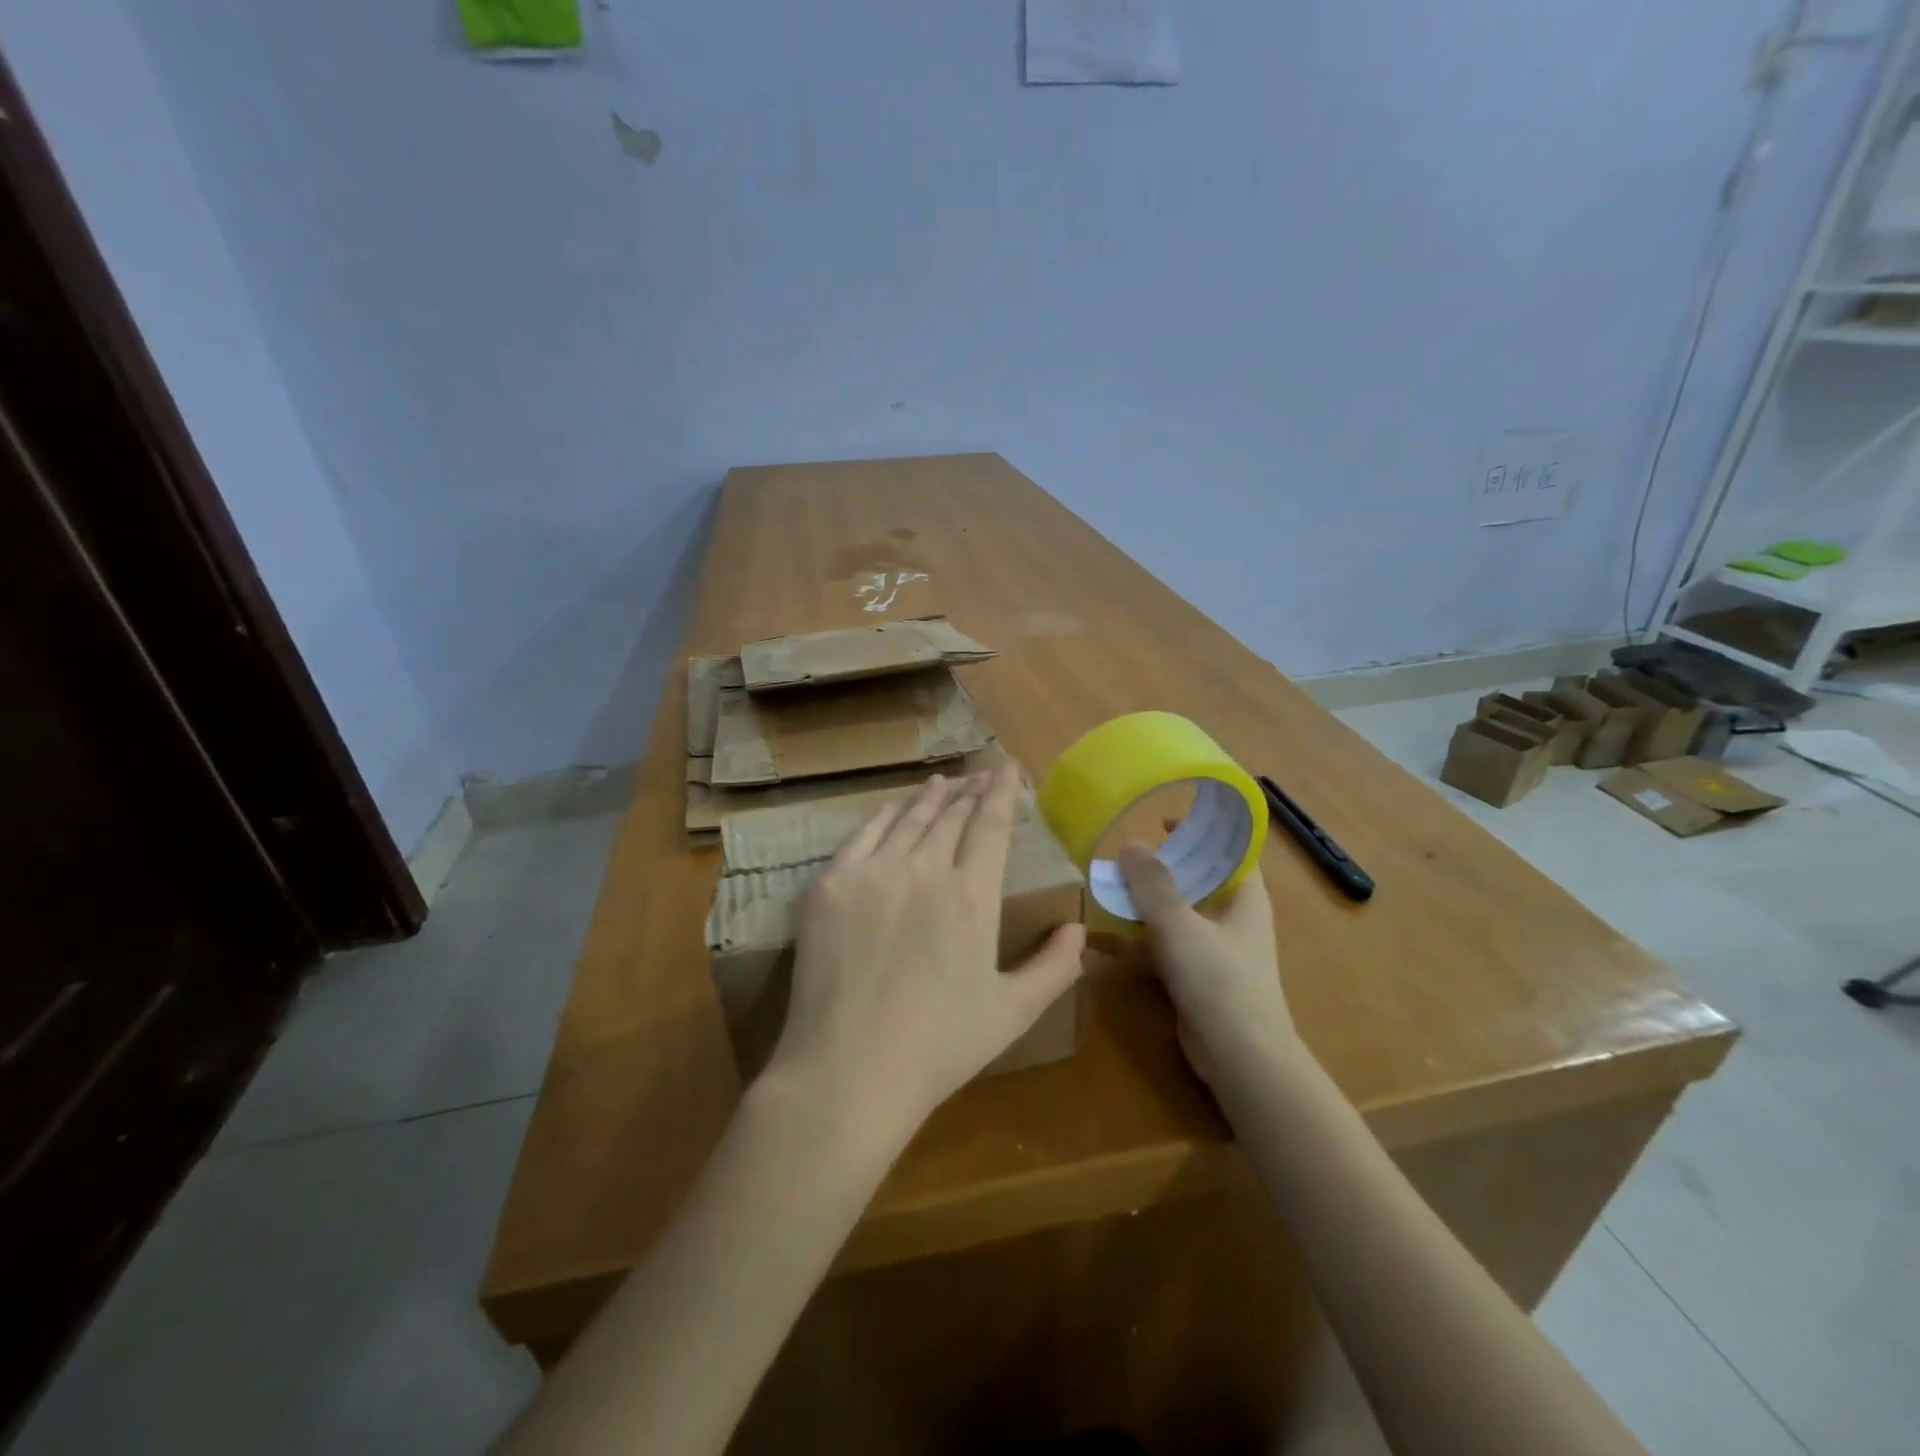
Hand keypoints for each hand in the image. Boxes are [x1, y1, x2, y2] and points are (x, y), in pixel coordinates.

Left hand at [765, 765, 1086, 1144]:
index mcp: (972, 896)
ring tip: (942, 783)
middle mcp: (925, 870)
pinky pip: (863, 835)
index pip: (991, 826)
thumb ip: (1053, 968)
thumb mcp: (1012, 1013)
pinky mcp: (831, 885)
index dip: (1001, 793)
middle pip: (951, 817)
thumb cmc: (938, 1047)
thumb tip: (1079, 930)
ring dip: (930, 798)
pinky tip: (893, 808)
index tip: (1007, 769)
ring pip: (909, 820)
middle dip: (969, 792)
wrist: (848, 1070)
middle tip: (978, 777)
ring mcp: (873, 873)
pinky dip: (884, 816)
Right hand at [1118, 844, 1296, 1086]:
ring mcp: (1212, 949)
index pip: (1230, 849)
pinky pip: (1161, 947)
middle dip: (1161, 866)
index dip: (1203, 829)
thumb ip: (1152, 884)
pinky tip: (1099, 941)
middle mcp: (1231, 917)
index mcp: (1244, 896)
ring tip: (1104, 889)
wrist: (1239, 1058)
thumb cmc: (1219, 980)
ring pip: (1174, 914)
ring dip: (1142, 904)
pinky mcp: (1194, 977)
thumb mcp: (1179, 925)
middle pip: (1196, 879)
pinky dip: (1135, 942)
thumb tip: (1129, 844)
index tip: (1165, 818)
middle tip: (1123, 853)